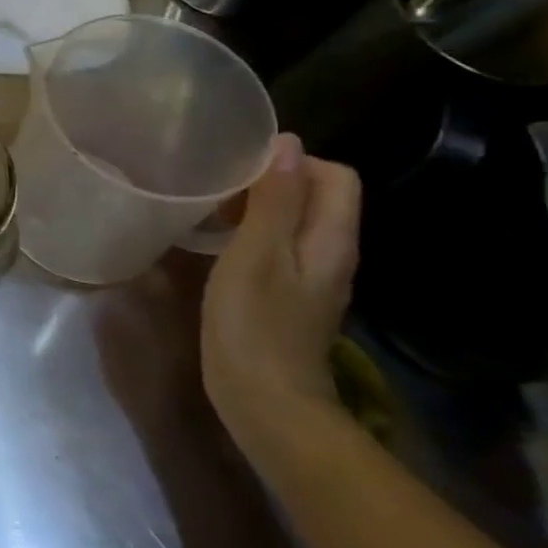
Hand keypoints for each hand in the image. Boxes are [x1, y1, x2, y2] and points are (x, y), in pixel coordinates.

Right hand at [202, 134, 361, 450]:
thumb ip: (273, 201)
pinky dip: (251, 236)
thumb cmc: (255, 324)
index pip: (335, 176)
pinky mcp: (288, 298)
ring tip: (211, 212)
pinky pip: (278, 249)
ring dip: (257, 209)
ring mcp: (311, 279)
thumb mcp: (256, 255)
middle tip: (218, 189)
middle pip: (316, 197)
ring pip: (293, 223)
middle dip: (270, 182)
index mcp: (331, 240)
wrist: (264, 402)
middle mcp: (330, 254)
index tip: (240, 169)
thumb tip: (287, 145)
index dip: (293, 162)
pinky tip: (217, 247)